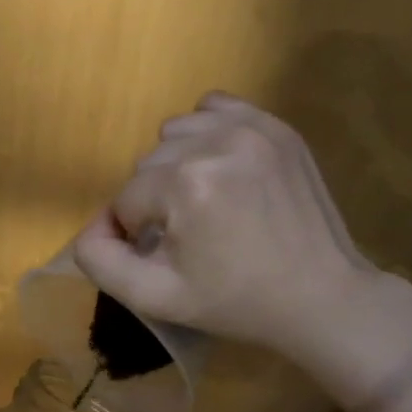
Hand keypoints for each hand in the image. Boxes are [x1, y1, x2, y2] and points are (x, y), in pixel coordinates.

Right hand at [73, 92, 381, 354]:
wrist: (320, 296)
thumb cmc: (236, 302)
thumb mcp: (156, 297)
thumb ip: (102, 262)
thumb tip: (90, 230)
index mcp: (185, 184)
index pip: (125, 199)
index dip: (134, 233)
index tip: (165, 257)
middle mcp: (216, 142)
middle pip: (148, 164)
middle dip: (155, 200)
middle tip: (187, 235)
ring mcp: (252, 128)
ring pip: (175, 134)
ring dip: (175, 166)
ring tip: (204, 202)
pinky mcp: (277, 126)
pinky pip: (214, 109)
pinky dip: (205, 134)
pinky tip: (219, 168)